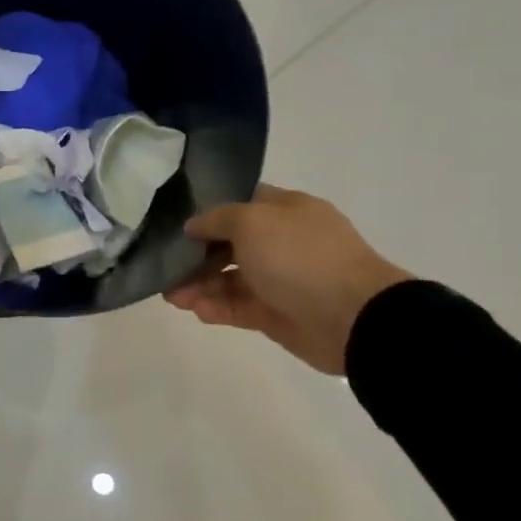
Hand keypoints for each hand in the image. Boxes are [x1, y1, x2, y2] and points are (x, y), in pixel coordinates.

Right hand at [165, 184, 410, 375]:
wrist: (353, 318)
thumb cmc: (300, 257)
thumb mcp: (251, 222)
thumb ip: (216, 219)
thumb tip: (193, 226)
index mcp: (286, 211)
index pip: (241, 202)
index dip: (208, 210)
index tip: (176, 221)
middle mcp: (283, 242)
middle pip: (229, 244)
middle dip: (196, 255)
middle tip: (166, 266)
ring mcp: (281, 280)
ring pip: (230, 279)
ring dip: (199, 285)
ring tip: (173, 297)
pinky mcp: (277, 314)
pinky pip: (238, 308)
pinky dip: (216, 308)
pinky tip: (196, 310)